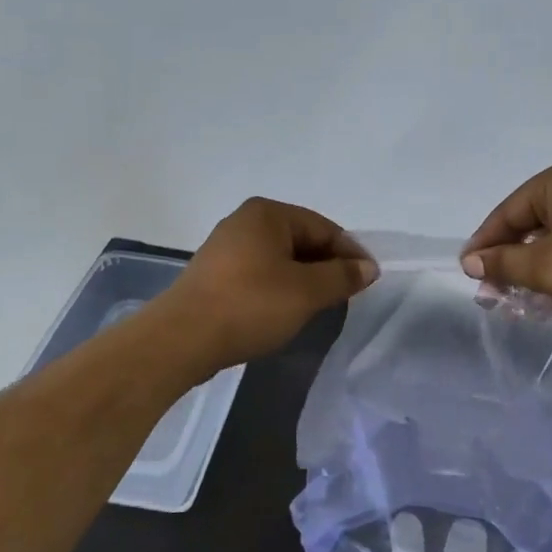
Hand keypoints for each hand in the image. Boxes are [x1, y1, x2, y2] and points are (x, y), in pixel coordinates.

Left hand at [158, 197, 375, 372]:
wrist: (183, 338)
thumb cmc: (251, 305)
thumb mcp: (306, 291)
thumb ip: (342, 276)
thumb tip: (368, 267)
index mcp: (268, 213)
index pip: (324, 227)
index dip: (350, 253)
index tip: (368, 281)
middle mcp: (245, 221)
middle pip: (301, 240)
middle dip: (327, 266)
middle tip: (346, 295)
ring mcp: (226, 247)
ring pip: (280, 259)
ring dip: (304, 279)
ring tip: (319, 306)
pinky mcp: (215, 274)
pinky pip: (260, 274)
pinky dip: (279, 288)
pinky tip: (285, 310)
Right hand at [460, 155, 551, 322]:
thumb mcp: (543, 267)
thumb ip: (502, 263)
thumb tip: (471, 262)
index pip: (507, 211)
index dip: (484, 244)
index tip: (467, 273)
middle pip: (529, 223)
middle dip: (509, 261)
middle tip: (492, 293)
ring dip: (533, 270)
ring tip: (517, 302)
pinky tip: (549, 298)